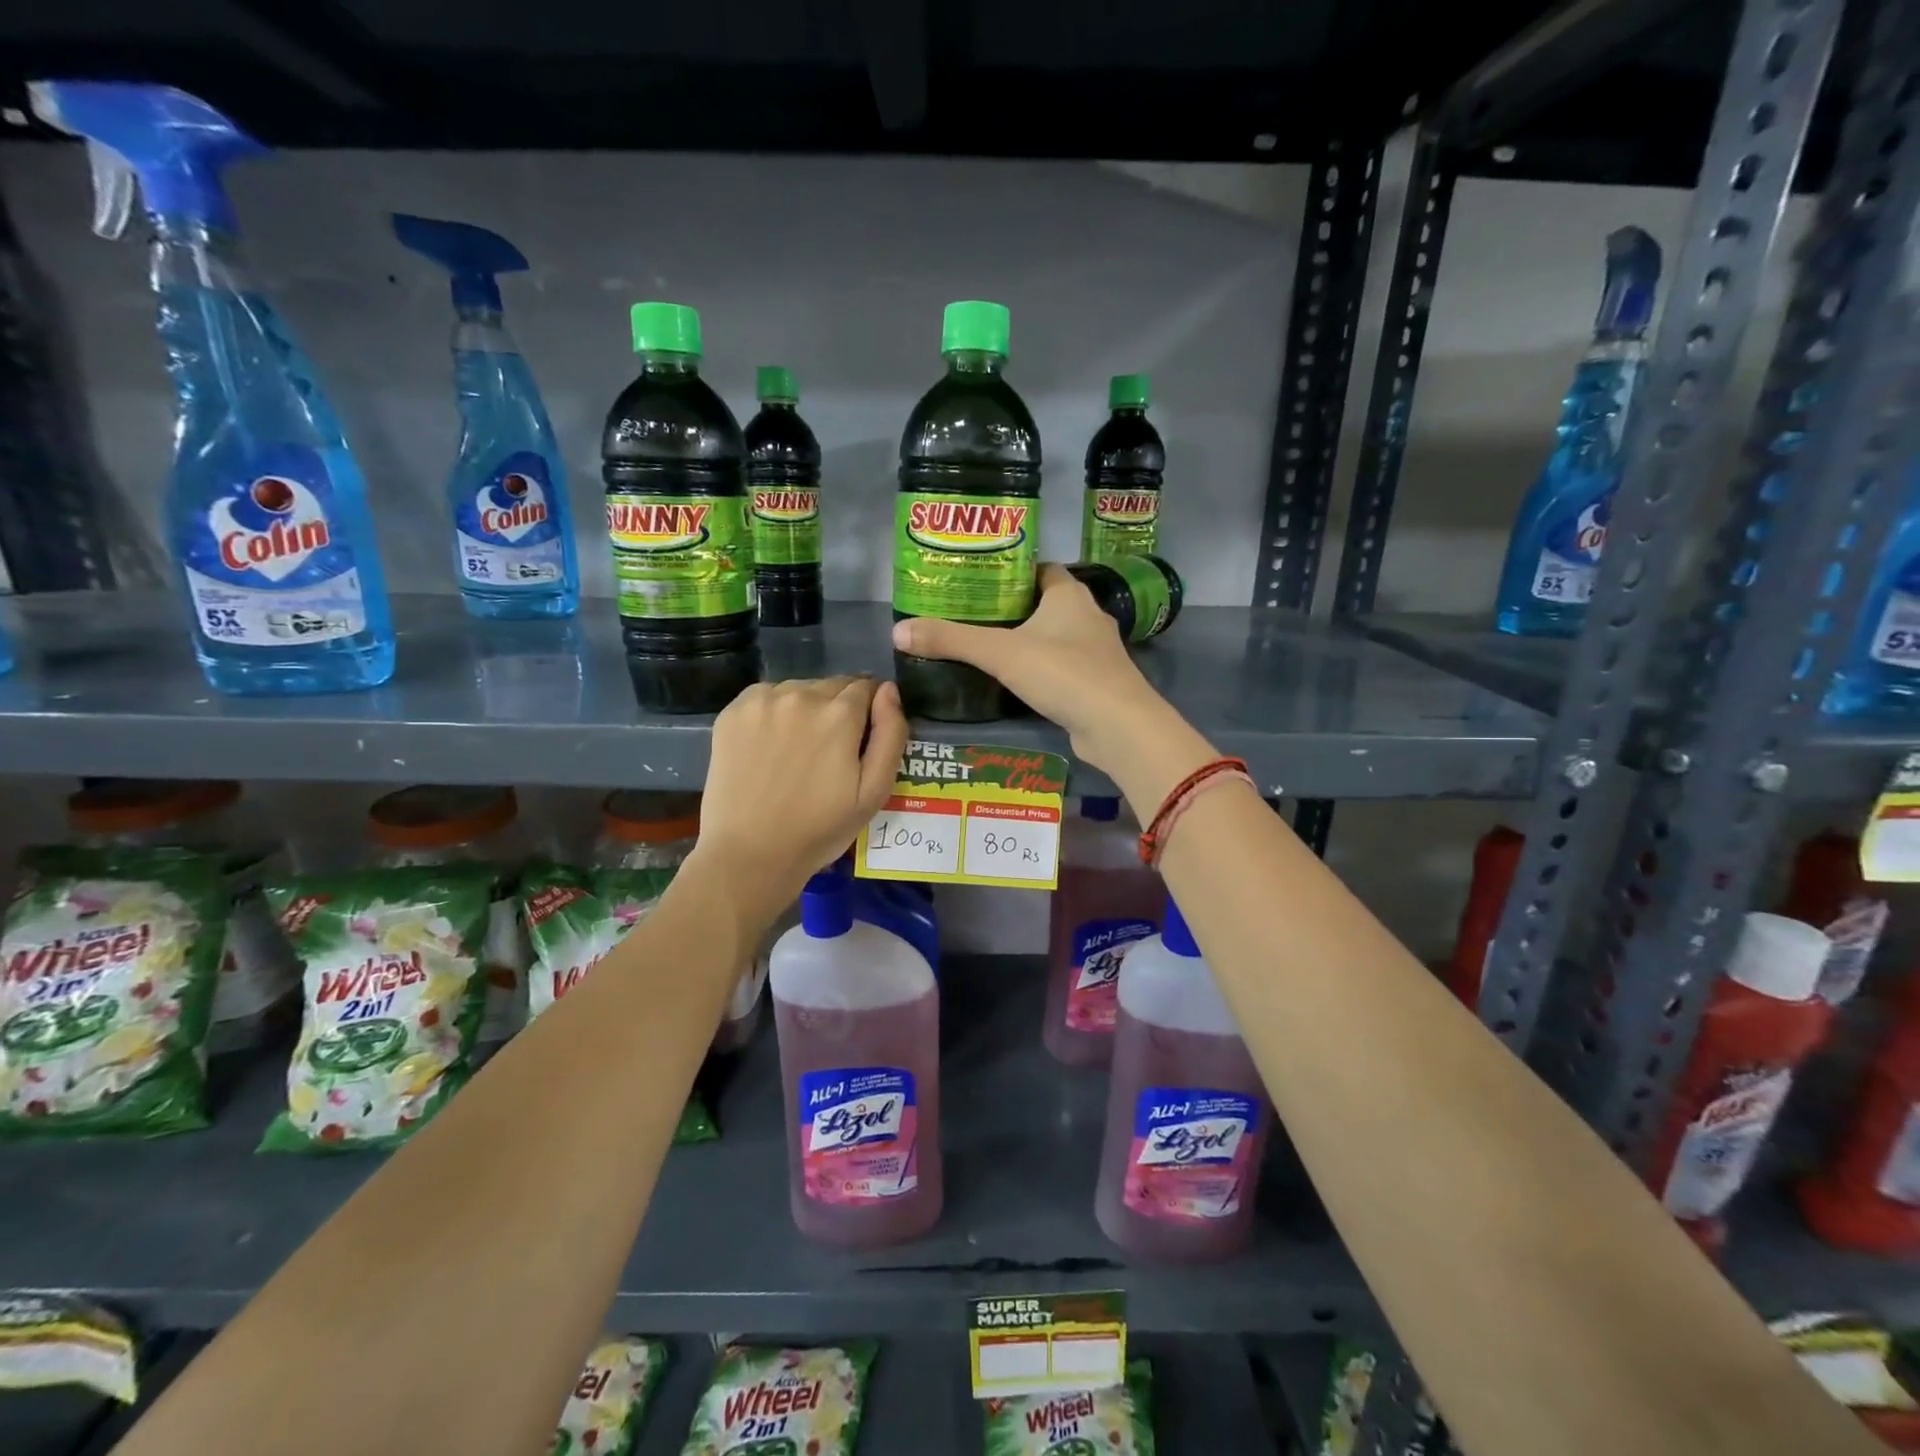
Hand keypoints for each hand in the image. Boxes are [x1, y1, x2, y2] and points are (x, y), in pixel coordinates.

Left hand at [694, 676, 909, 898]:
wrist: (750, 854)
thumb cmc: (820, 830)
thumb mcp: (874, 792)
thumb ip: (890, 734)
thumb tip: (889, 690)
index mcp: (839, 714)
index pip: (867, 687)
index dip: (871, 710)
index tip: (863, 738)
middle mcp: (801, 695)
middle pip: (833, 685)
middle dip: (840, 709)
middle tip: (832, 750)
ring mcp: (762, 701)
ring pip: (799, 689)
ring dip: (807, 708)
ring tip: (799, 750)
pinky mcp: (732, 712)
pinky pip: (766, 697)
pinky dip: (774, 712)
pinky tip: (771, 745)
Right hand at [891, 565, 1207, 797]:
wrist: (1117, 727)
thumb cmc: (1063, 673)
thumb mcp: (1000, 653)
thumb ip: (951, 640)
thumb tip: (897, 631)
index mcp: (1069, 595)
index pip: (1039, 568)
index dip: (1010, 571)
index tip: (978, 581)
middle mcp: (1086, 616)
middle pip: (1043, 602)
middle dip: (1011, 608)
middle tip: (970, 615)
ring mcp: (1095, 652)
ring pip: (1053, 636)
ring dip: (1026, 640)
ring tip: (984, 647)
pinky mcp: (1095, 683)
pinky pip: (1060, 667)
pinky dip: (1039, 669)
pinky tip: (1013, 681)